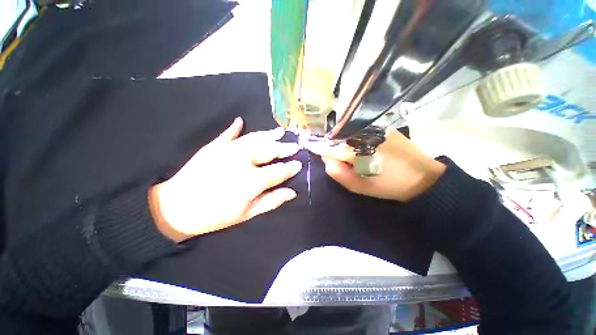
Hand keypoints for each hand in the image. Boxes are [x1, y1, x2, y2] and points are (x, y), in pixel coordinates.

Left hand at [149, 117, 301, 241]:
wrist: (175, 209)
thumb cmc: (214, 216)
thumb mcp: (247, 214)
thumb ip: (271, 201)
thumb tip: (292, 192)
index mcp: (251, 180)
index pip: (278, 171)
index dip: (290, 168)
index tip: (299, 164)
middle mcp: (242, 161)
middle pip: (269, 150)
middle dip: (284, 148)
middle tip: (295, 146)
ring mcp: (227, 150)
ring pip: (254, 138)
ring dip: (268, 135)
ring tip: (280, 131)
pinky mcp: (213, 147)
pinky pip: (227, 134)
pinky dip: (235, 127)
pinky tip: (241, 121)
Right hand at [307, 128, 445, 201]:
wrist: (423, 177)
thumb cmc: (388, 185)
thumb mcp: (359, 186)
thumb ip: (338, 173)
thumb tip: (326, 159)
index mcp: (356, 150)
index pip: (329, 146)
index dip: (318, 146)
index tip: (308, 144)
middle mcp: (363, 133)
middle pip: (338, 136)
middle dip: (330, 143)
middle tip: (328, 151)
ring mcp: (374, 127)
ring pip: (348, 131)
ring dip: (341, 139)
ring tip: (343, 149)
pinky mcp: (383, 126)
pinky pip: (360, 128)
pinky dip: (352, 134)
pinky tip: (354, 142)